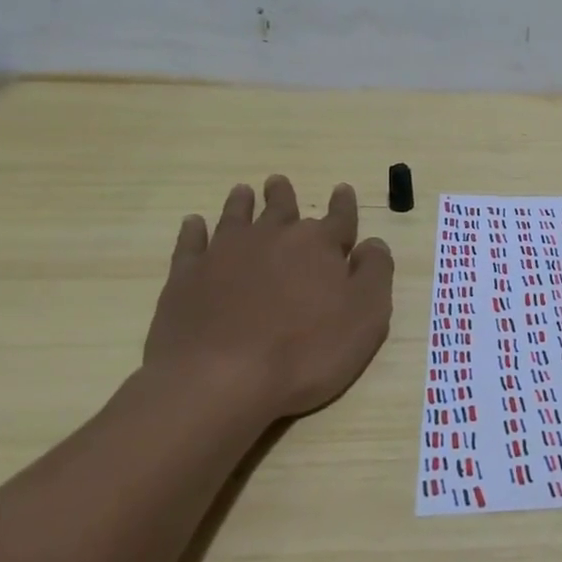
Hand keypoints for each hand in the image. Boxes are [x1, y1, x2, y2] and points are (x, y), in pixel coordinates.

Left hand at [142, 177, 393, 425]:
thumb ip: (375, 273)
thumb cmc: (307, 351)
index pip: (338, 218)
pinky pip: (190, 244)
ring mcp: (224, 255)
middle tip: (278, 182)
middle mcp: (272, 238)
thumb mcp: (366, 316)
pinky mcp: (186, 277)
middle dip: (283, 196)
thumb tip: (373, 243)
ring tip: (242, 191)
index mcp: (318, 245)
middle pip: (281, 209)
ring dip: (241, 204)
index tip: (342, 189)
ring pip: (236, 218)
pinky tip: (194, 223)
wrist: (220, 379)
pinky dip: (193, 231)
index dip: (343, 205)